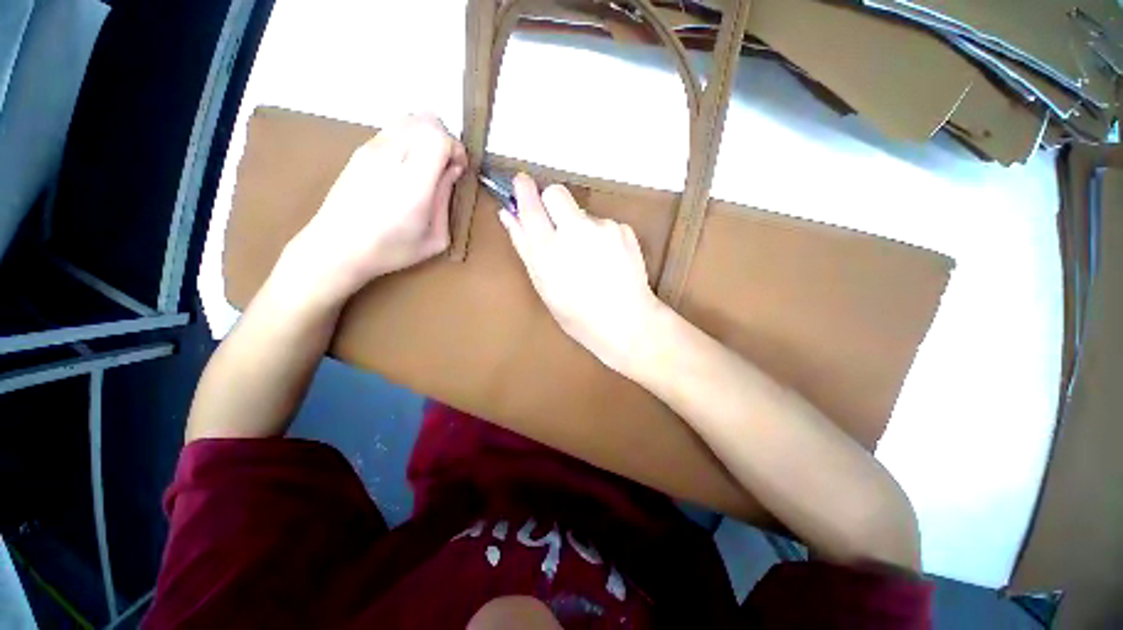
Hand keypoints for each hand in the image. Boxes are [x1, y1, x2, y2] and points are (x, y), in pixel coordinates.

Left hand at [279, 113, 466, 304]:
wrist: (336, 247)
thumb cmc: (391, 250)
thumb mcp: (434, 238)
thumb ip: (446, 201)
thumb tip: (452, 170)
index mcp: (413, 184)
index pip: (438, 138)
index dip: (456, 148)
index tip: (458, 169)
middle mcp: (391, 157)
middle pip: (425, 119)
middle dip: (445, 138)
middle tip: (446, 165)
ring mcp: (371, 149)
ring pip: (407, 118)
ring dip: (426, 135)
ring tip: (427, 163)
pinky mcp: (360, 150)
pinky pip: (392, 129)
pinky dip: (408, 138)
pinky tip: (407, 165)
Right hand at [499, 173, 664, 373]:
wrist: (627, 323)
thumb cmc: (578, 314)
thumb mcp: (544, 286)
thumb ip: (525, 246)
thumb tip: (508, 214)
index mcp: (549, 250)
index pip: (530, 204)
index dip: (523, 189)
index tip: (521, 182)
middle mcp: (575, 232)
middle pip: (557, 193)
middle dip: (551, 203)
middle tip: (556, 228)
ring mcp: (603, 228)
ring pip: (582, 213)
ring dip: (579, 227)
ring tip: (589, 260)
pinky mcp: (624, 229)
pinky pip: (603, 224)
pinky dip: (600, 237)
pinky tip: (607, 262)